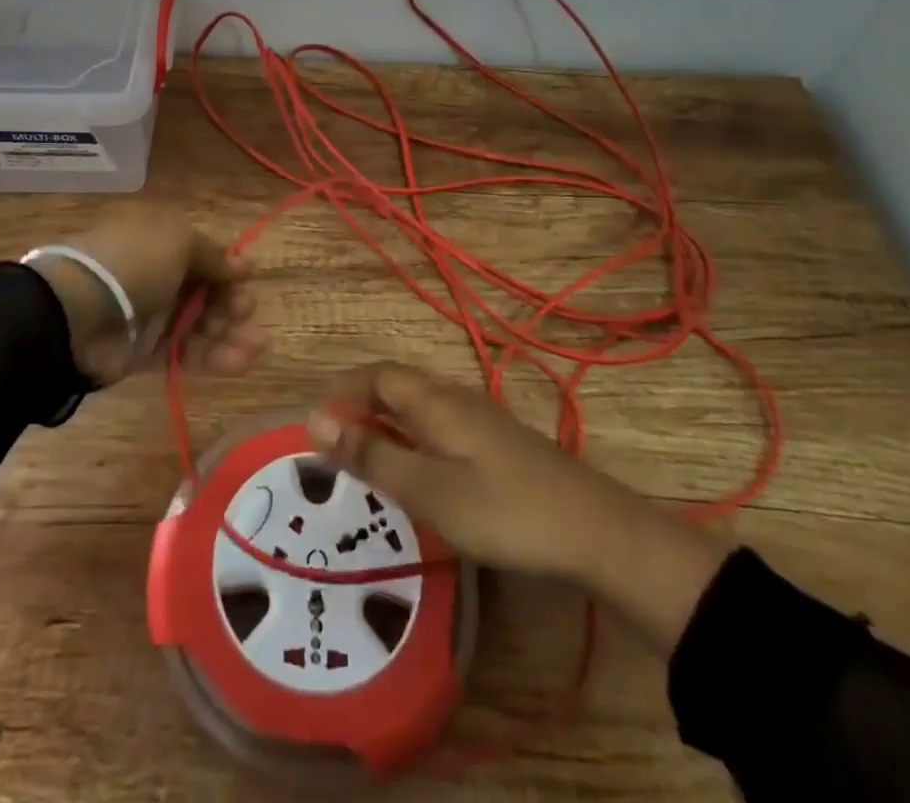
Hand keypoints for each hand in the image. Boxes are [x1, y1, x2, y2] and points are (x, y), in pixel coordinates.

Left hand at [30, 205, 264, 388]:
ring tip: (255, 346)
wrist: (78, 313)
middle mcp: (157, 275)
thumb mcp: (179, 241)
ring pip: (200, 325)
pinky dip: (214, 358)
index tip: (246, 279)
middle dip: (231, 302)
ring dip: (230, 334)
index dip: (226, 268)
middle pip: (205, 291)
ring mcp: (150, 316)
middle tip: (245, 312)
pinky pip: (185, 354)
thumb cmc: (135, 263)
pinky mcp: (145, 353)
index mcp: (160, 240)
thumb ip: (214, 255)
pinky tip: (240, 361)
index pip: (202, 254)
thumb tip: (243, 265)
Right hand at [305, 363, 727, 654]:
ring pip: (420, 408)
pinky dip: (412, 439)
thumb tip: (313, 421)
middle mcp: (456, 400)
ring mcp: (481, 422)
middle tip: (331, 439)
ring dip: (386, 421)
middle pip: (398, 387)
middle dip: (360, 403)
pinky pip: (440, 428)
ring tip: (363, 454)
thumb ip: (372, 455)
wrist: (596, 532)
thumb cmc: (504, 510)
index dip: (343, 389)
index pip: (378, 376)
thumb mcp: (428, 489)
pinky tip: (416, 470)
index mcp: (435, 402)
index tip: (313, 418)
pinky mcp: (498, 447)